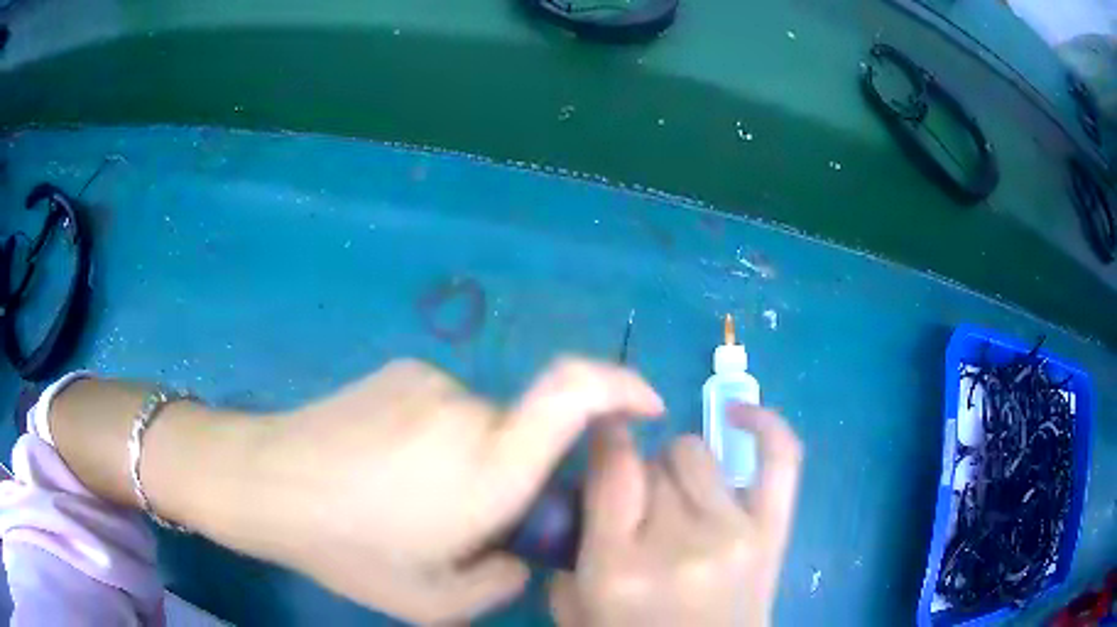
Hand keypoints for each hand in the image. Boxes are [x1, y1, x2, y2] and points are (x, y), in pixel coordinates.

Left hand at [231, 358, 664, 623]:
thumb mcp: (434, 601)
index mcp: (489, 467)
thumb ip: (502, 583)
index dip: (622, 386)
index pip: (574, 394)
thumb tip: (520, 556)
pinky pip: (443, 408)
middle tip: (462, 517)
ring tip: (408, 496)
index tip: (647, 406)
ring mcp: (432, 382)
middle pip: (525, 434)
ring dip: (467, 462)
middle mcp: (470, 410)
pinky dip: (435, 440)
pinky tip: (384, 467)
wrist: (267, 481)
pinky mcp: (403, 371)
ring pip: (481, 425)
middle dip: (513, 475)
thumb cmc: (349, 548)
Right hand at [549, 405, 801, 626]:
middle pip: (654, 462)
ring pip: (696, 454)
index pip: (612, 467)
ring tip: (677, 499)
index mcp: (619, 567)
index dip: (605, 437)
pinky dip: (764, 425)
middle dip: (638, 476)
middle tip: (638, 508)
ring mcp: (734, 534)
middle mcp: (678, 543)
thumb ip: (571, 550)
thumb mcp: (576, 610)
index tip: (602, 434)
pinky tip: (740, 416)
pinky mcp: (772, 532)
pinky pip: (781, 458)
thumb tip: (588, 490)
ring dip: (677, 468)